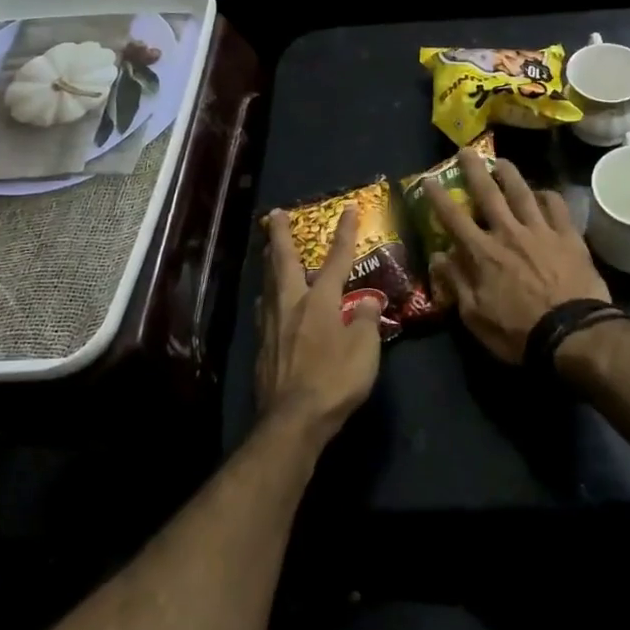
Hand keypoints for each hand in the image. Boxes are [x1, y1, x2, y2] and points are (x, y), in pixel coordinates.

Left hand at [256, 205, 383, 442]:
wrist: (293, 421)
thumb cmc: (334, 380)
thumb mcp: (364, 350)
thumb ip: (365, 320)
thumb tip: (367, 300)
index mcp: (319, 301)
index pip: (336, 259)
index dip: (344, 232)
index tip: (348, 208)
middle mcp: (291, 305)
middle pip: (284, 262)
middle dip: (281, 235)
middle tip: (275, 214)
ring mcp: (271, 327)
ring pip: (268, 284)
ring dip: (269, 263)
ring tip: (268, 251)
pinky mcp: (262, 348)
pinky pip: (263, 311)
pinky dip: (266, 297)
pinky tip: (266, 303)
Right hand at [427, 155, 609, 363]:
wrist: (572, 334)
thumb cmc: (518, 332)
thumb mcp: (475, 317)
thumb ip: (456, 282)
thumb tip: (439, 256)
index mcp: (483, 253)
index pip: (454, 218)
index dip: (438, 197)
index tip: (428, 179)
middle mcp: (509, 233)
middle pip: (488, 194)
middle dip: (474, 170)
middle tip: (466, 150)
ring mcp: (541, 231)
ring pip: (522, 192)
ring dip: (509, 174)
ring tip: (501, 161)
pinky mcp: (568, 236)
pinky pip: (557, 206)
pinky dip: (547, 195)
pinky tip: (542, 192)